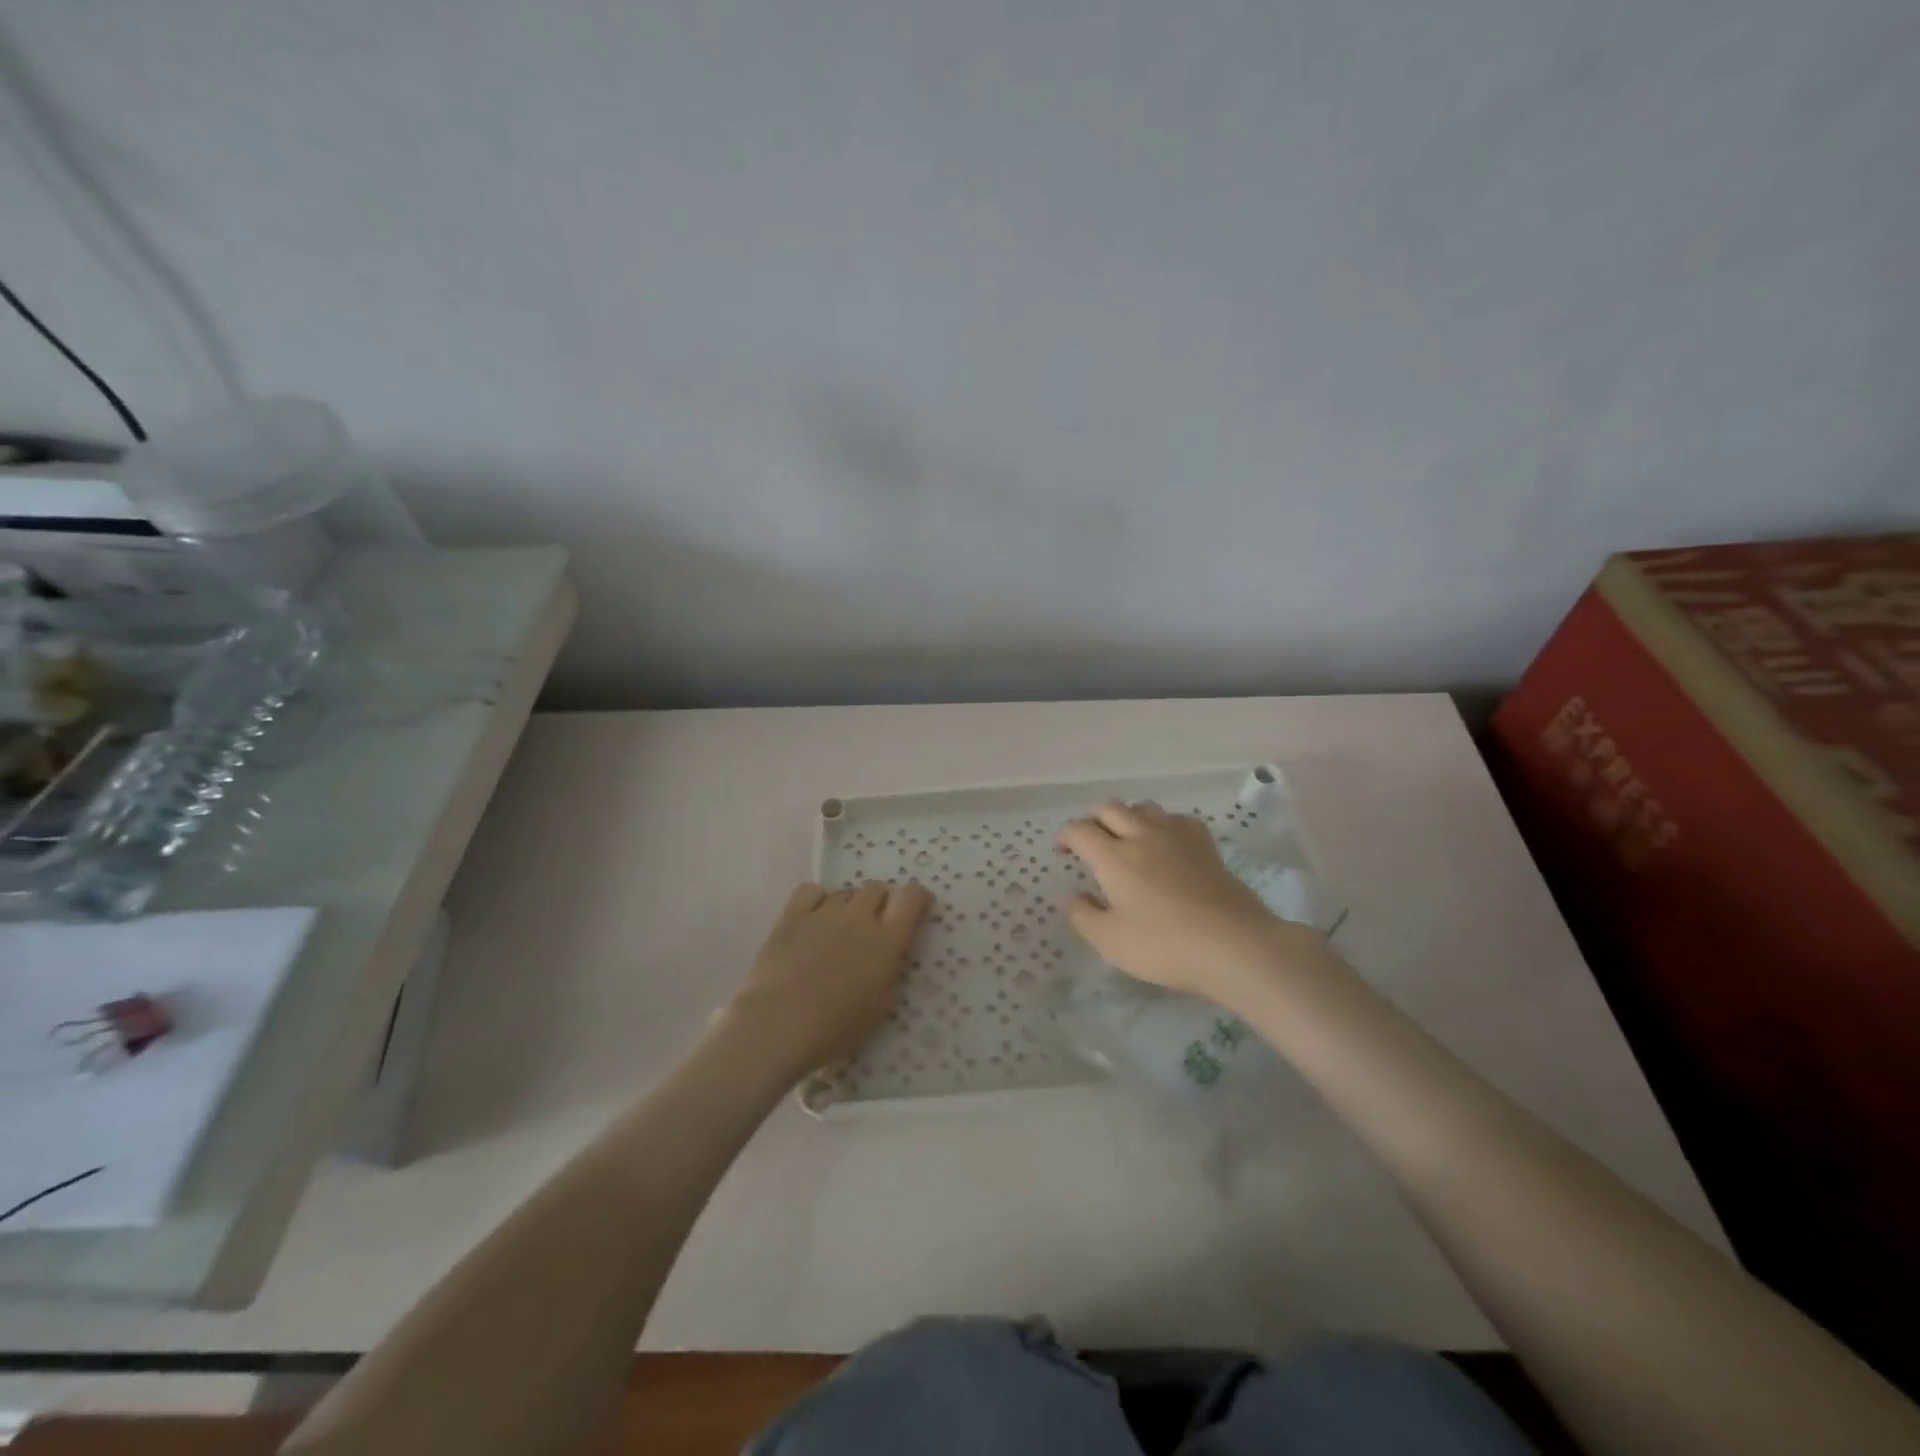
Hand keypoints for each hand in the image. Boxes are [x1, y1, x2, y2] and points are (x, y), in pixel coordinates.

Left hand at [729, 880, 931, 1079]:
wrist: (780, 1024)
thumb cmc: (837, 1027)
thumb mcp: (880, 1007)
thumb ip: (890, 973)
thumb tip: (890, 956)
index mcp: (887, 940)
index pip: (911, 897)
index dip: (917, 897)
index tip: (916, 907)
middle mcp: (859, 917)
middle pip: (876, 888)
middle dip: (880, 901)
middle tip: (874, 924)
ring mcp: (824, 913)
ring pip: (845, 891)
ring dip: (849, 905)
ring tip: (840, 928)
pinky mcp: (793, 916)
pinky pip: (811, 891)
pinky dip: (818, 899)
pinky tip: (815, 917)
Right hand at [1056, 801, 1332, 1005]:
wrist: (1233, 944)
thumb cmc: (1164, 945)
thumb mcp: (1110, 940)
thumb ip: (1083, 915)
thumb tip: (1071, 896)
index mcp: (1113, 856)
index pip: (1080, 830)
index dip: (1065, 836)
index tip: (1061, 850)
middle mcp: (1142, 836)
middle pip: (1110, 808)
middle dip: (1093, 818)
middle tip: (1089, 839)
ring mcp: (1177, 837)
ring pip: (1144, 807)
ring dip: (1127, 815)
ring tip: (1125, 836)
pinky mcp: (1205, 845)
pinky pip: (1178, 819)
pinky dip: (1163, 823)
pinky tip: (1166, 841)